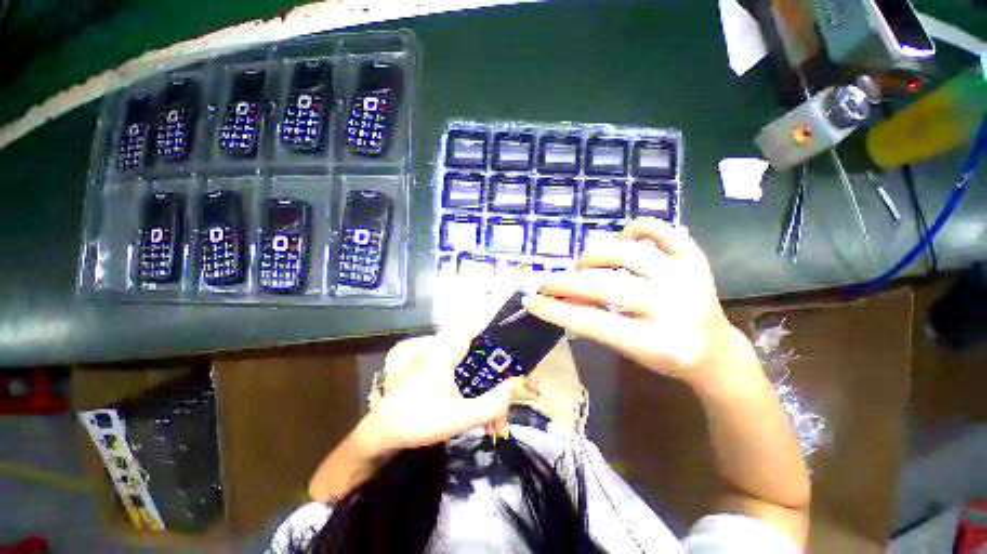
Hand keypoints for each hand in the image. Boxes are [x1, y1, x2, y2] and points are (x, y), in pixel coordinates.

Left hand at [357, 332, 535, 455]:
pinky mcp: (447, 368)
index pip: (481, 320)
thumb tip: (517, 385)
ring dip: (499, 384)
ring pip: (484, 362)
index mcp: (449, 347)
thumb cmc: (416, 420)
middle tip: (532, 386)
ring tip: (509, 415)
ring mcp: (449, 357)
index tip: (525, 325)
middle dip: (511, 366)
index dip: (504, 318)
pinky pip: (474, 373)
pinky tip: (492, 419)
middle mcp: (450, 346)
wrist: (383, 431)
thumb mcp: (457, 418)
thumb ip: (490, 404)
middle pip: (490, 346)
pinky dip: (486, 390)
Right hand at [523, 218, 742, 383]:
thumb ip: (595, 322)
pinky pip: (666, 232)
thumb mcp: (627, 351)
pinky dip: (639, 227)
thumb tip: (561, 297)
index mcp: (656, 342)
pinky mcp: (696, 262)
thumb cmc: (665, 357)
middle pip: (605, 286)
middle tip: (543, 281)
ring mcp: (687, 279)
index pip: (593, 322)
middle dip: (564, 282)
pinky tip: (622, 236)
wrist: (716, 351)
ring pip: (627, 253)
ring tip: (582, 265)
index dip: (556, 310)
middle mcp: (672, 307)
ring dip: (593, 256)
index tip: (530, 301)